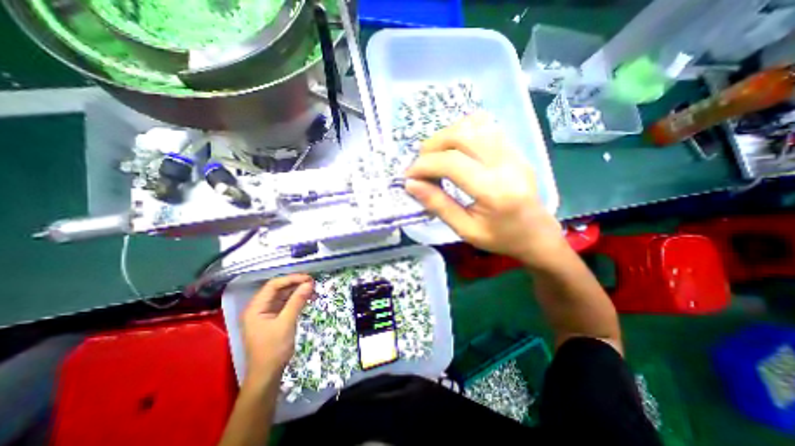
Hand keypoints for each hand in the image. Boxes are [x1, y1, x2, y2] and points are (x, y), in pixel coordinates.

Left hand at [243, 273, 313, 380]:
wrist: (267, 375)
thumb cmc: (274, 349)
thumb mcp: (287, 323)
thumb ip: (297, 301)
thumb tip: (309, 283)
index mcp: (256, 307)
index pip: (273, 285)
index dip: (291, 279)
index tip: (308, 278)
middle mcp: (259, 307)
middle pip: (278, 289)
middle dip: (295, 284)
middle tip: (313, 283)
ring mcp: (266, 313)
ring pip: (283, 296)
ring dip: (297, 292)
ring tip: (313, 290)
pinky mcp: (273, 319)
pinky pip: (286, 304)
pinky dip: (297, 300)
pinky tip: (308, 299)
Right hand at [406, 111, 567, 266]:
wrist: (538, 234)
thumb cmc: (501, 238)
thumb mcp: (465, 230)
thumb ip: (438, 205)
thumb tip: (411, 184)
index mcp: (494, 191)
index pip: (452, 163)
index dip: (424, 165)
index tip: (409, 176)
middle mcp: (506, 164)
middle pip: (462, 135)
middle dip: (432, 146)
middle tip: (421, 165)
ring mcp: (513, 152)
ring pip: (473, 124)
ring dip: (446, 136)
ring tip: (436, 156)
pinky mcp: (515, 149)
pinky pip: (485, 127)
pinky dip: (462, 132)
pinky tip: (455, 150)